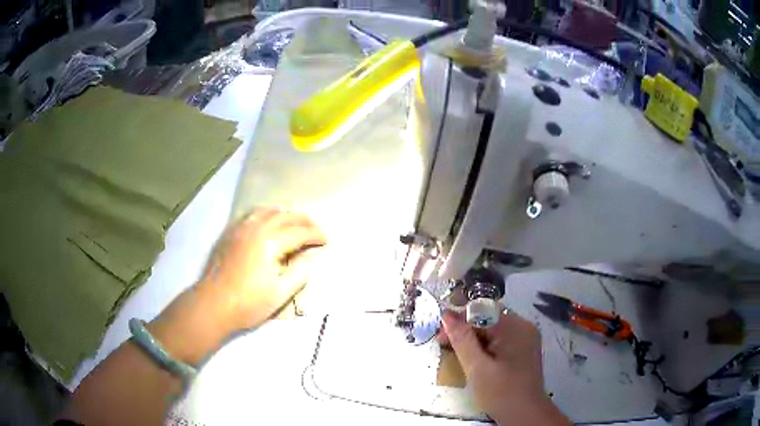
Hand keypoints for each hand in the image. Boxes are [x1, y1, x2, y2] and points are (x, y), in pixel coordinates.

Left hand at [199, 208, 326, 329]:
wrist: (213, 304)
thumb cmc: (248, 303)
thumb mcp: (280, 293)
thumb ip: (300, 272)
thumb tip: (312, 256)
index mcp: (270, 243)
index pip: (299, 232)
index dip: (315, 235)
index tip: (327, 240)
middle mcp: (256, 229)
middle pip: (285, 216)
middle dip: (303, 220)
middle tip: (315, 229)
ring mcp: (240, 229)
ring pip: (267, 211)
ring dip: (284, 213)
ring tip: (294, 221)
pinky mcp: (230, 233)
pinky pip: (251, 215)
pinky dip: (266, 214)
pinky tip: (267, 222)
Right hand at [440, 310, 569, 424]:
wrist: (525, 414)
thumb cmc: (501, 392)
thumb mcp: (477, 368)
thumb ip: (462, 340)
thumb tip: (447, 315)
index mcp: (515, 327)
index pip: (482, 311)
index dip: (459, 320)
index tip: (442, 336)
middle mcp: (523, 327)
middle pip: (488, 319)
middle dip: (466, 331)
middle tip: (448, 348)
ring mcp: (526, 338)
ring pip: (494, 330)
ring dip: (475, 340)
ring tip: (461, 357)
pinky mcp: (525, 349)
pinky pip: (502, 340)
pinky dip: (486, 347)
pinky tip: (477, 361)